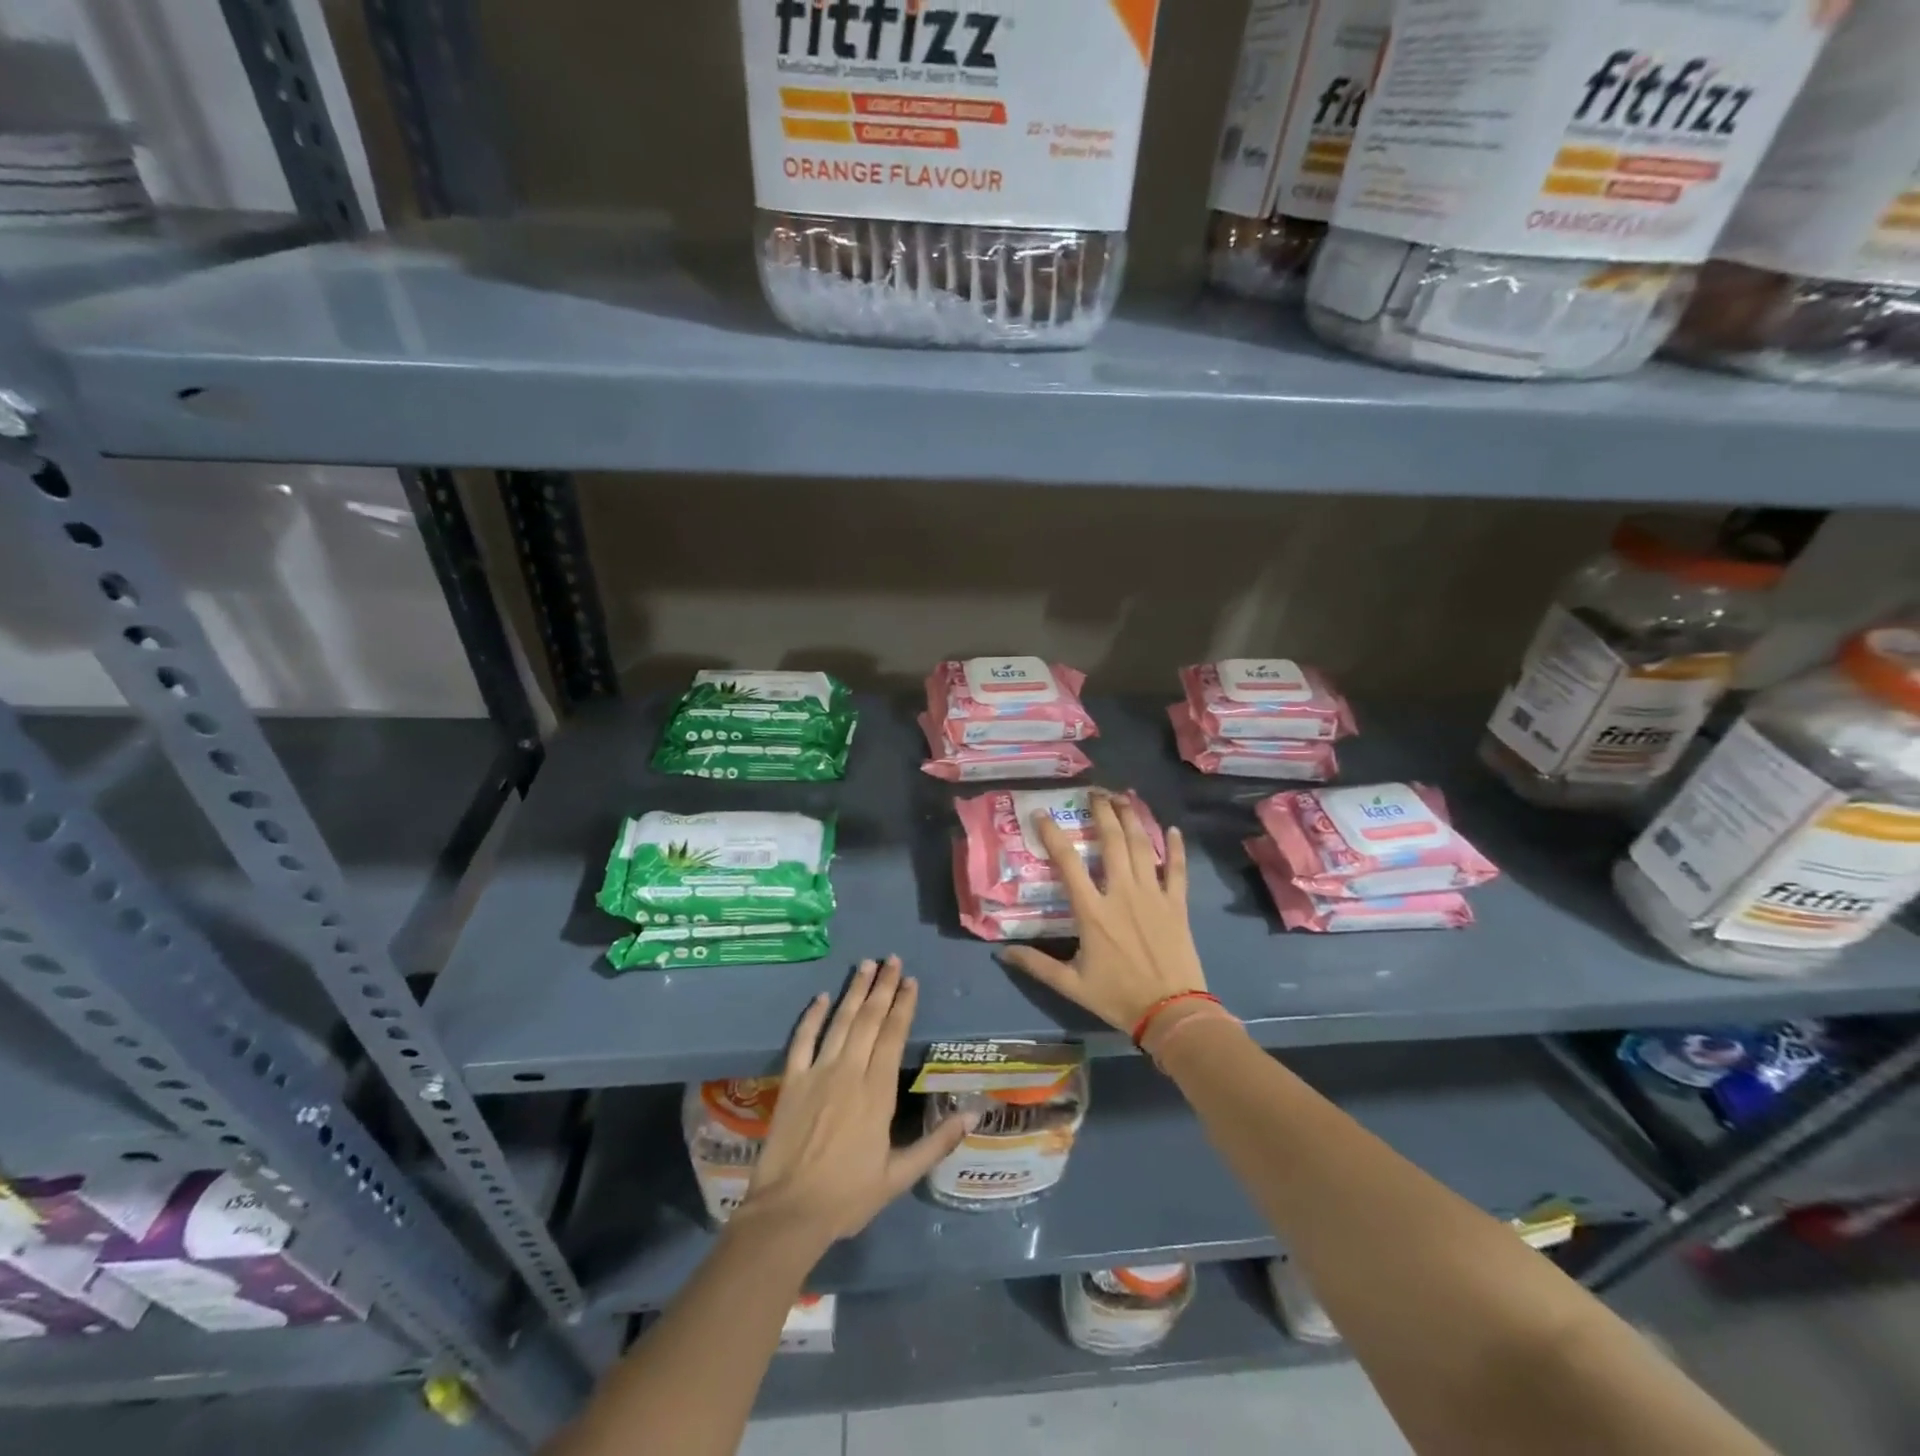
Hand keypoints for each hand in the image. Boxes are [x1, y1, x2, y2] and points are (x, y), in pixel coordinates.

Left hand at [737, 957, 970, 1252]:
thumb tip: (973, 1114)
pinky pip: (802, 1040)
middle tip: (892, 959)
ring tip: (866, 965)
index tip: (911, 981)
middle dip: (882, 987)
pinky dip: (812, 1016)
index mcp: (877, 1092)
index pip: (893, 1035)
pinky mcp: (792, 1081)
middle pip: (869, 1019)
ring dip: (854, 991)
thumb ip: (936, 1142)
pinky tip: (822, 997)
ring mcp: (818, 1073)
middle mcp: (849, 1072)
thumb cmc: (848, 1196)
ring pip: (840, 1021)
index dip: (903, 1005)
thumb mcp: (899, 1176)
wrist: (789, 1213)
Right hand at [997, 791, 1206, 1032]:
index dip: (1052, 834)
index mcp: (1092, 911)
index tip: (1041, 814)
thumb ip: (1037, 965)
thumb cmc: (1118, 997)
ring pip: (1142, 847)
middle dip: (1101, 812)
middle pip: (1111, 842)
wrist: (1171, 1012)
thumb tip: (1002, 953)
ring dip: (1132, 818)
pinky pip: (1177, 869)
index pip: (1067, 862)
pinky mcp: (1177, 904)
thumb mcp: (1071, 984)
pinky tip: (1173, 829)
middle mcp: (1121, 893)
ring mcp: (1153, 895)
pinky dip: (1175, 848)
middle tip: (1094, 792)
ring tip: (1124, 797)